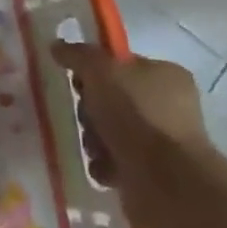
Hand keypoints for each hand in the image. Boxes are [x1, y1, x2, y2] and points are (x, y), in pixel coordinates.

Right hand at [50, 42, 212, 227]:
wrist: (165, 180)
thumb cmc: (137, 115)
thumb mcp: (101, 70)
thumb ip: (78, 55)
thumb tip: (57, 46)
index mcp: (166, 75)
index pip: (121, 63)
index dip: (94, 70)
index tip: (78, 81)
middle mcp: (168, 105)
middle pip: (110, 98)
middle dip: (90, 110)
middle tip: (88, 116)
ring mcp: (162, 140)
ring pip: (107, 130)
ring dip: (93, 138)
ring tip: (97, 147)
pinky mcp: (152, 171)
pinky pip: (113, 159)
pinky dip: (103, 162)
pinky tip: (104, 166)